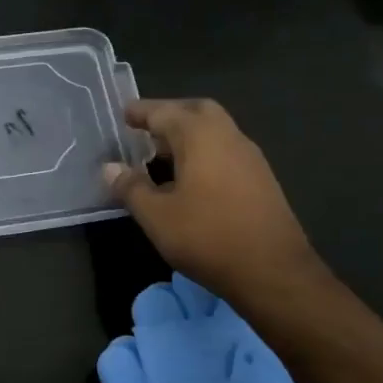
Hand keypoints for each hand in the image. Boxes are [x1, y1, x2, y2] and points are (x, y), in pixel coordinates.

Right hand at [105, 98, 319, 303]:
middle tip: (145, 128)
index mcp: (201, 136)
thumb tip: (110, 168)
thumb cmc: (207, 237)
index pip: (165, 112)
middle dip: (170, 115)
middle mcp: (228, 137)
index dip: (142, 112)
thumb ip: (131, 188)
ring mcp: (249, 157)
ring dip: (188, 135)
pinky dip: (203, 152)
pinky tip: (189, 179)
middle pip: (196, 112)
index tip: (124, 113)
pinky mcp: (261, 179)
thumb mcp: (157, 216)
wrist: (272, 270)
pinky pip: (225, 151)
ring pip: (215, 131)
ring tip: (161, 154)